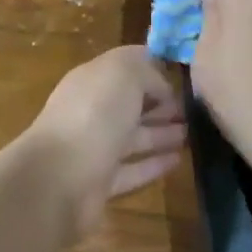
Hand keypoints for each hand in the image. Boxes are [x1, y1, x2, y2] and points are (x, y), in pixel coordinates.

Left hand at [29, 45, 186, 233]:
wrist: (59, 178)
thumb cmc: (93, 115)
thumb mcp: (123, 73)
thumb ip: (145, 70)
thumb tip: (161, 87)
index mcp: (91, 80)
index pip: (124, 68)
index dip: (152, 70)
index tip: (182, 77)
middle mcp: (90, 111)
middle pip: (130, 104)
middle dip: (160, 104)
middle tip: (193, 110)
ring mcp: (94, 148)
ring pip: (133, 137)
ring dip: (161, 134)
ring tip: (192, 134)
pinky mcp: (100, 183)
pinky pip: (133, 169)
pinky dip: (154, 164)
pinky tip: (178, 160)